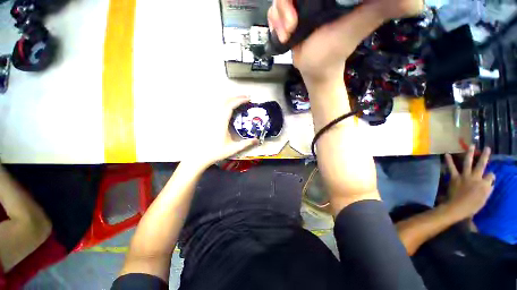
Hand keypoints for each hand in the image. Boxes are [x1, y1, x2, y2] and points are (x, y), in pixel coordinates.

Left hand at [186, 96, 257, 168]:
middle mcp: (215, 117)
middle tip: (246, 97)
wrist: (200, 156)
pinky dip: (224, 104)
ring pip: (219, 103)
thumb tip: (257, 140)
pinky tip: (228, 107)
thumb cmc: (216, 152)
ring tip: (239, 100)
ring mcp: (210, 118)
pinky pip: (216, 107)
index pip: (230, 106)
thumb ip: (245, 144)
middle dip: (236, 97)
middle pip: (225, 101)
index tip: (248, 99)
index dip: (240, 100)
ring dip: (230, 99)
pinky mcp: (208, 120)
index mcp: (221, 122)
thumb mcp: (233, 148)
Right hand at [268, 0, 424, 85]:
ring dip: (279, 15)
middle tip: (293, 23)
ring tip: (288, 33)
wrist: (314, 69)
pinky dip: (274, 21)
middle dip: (287, 3)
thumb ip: (383, 7)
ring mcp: (301, 2)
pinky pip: (274, 8)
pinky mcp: (289, 13)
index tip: (313, 4)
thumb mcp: (358, 25)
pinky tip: (283, 34)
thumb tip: (416, 1)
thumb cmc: (334, 51)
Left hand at [444, 146, 494, 219]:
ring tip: (471, 146)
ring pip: (468, 162)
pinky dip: (449, 160)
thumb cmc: (472, 206)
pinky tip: (446, 154)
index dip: (490, 176)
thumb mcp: (484, 199)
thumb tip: (490, 183)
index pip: (491, 176)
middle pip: (482, 164)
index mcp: (485, 184)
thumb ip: (488, 190)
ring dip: (469, 153)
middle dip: (485, 156)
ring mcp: (464, 176)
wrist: (457, 207)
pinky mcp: (454, 177)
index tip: (489, 177)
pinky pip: (451, 167)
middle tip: (486, 148)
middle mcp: (476, 177)